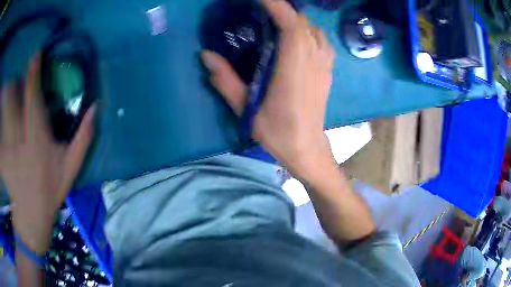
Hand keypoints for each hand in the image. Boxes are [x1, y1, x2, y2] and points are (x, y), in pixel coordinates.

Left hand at [0, 54, 95, 252]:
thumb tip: (95, 108)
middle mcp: (20, 143)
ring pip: (3, 114)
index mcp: (38, 142)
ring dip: (4, 98)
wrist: (32, 217)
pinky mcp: (2, 159)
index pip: (34, 102)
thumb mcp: (71, 168)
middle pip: (12, 103)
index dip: (33, 77)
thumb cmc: (50, 191)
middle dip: (14, 86)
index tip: (35, 55)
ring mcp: (8, 152)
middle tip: (16, 81)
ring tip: (5, 90)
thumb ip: (83, 138)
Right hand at [201, 0, 334, 180]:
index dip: (277, 6)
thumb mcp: (245, 108)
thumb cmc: (277, 132)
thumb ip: (225, 79)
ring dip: (296, 19)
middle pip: (302, 22)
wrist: (307, 147)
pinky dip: (308, 31)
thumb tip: (206, 55)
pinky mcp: (328, 71)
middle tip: (262, 8)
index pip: (291, 25)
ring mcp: (324, 65)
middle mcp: (313, 60)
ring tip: (277, 20)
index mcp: (293, 67)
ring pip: (314, 29)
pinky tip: (296, 36)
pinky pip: (321, 40)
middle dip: (283, 9)